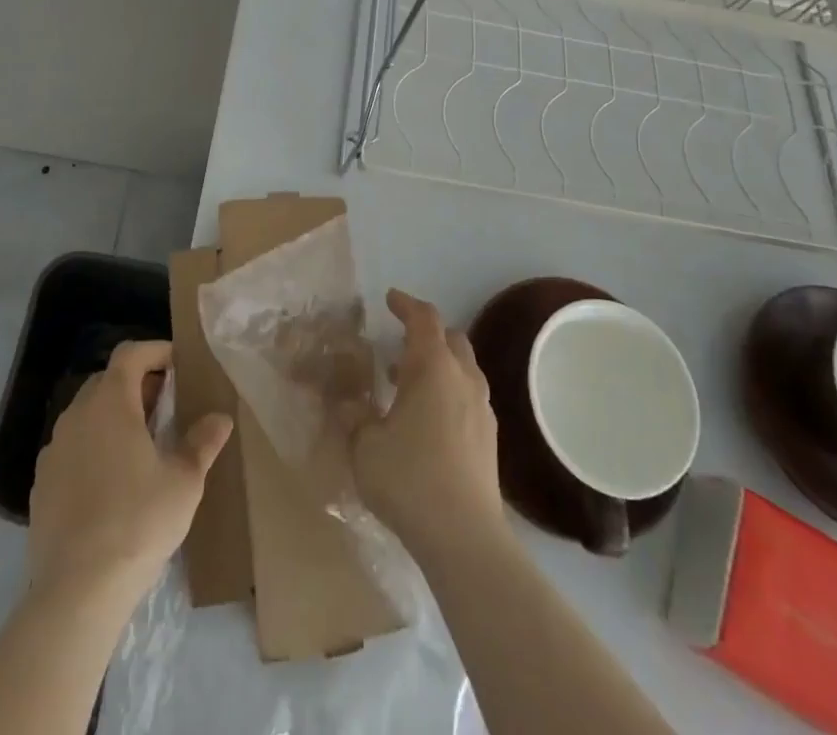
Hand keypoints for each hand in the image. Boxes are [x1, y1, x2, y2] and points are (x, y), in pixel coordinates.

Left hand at [28, 340, 231, 609]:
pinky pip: (71, 449)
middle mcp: (76, 415)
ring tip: (140, 447)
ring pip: (86, 416)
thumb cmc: (138, 522)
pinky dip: (92, 450)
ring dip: (113, 418)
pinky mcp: (40, 485)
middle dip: (136, 385)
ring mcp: (53, 450)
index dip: (156, 351)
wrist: (76, 591)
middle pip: (107, 381)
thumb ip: (202, 442)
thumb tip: (221, 418)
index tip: (179, 366)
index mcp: (110, 402)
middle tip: (165, 408)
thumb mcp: (183, 481)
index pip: (130, 353)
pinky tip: (111, 485)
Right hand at [346, 290, 505, 561]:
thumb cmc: (409, 478)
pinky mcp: (489, 439)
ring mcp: (482, 409)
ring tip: (405, 385)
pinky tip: (428, 421)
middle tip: (398, 344)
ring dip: (437, 366)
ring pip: (463, 369)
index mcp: (433, 367)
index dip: (406, 305)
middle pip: (450, 339)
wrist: (464, 537)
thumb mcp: (365, 445)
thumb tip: (347, 404)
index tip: (390, 299)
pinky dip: (449, 393)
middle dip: (426, 334)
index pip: (424, 319)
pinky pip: (468, 397)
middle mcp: (463, 378)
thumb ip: (354, 417)